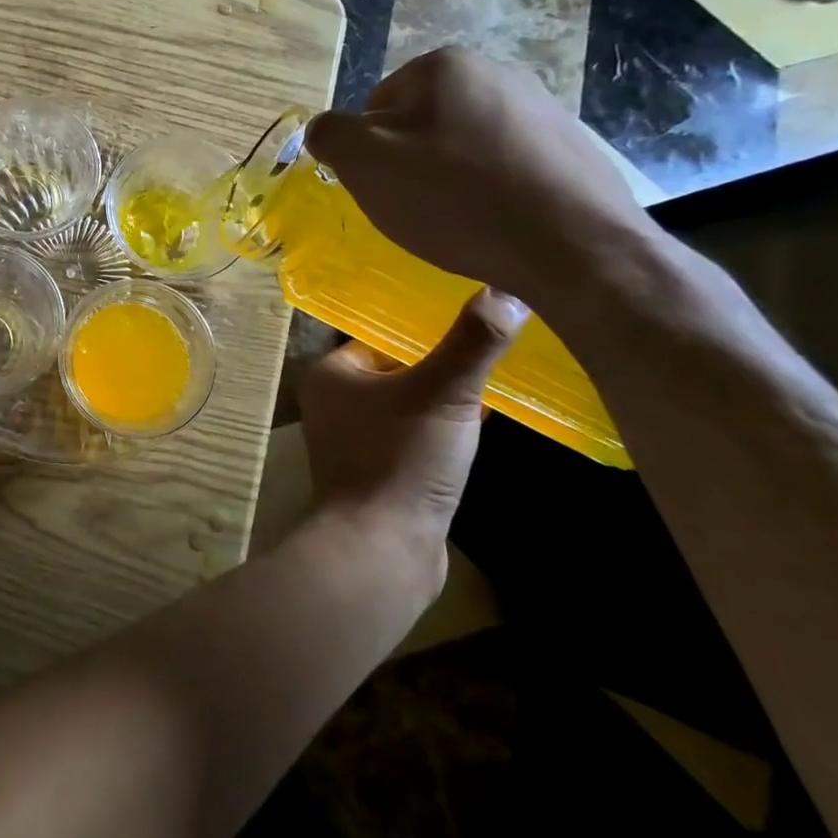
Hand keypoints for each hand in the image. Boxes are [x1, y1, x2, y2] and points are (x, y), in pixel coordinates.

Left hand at [300, 289, 526, 542]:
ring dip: (446, 401)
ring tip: (494, 384)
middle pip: (398, 370)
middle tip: (492, 352)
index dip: (426, 331)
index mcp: (332, 374)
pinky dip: (443, 432)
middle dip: (442, 367)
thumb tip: (505, 290)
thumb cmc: (402, 458)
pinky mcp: (377, 473)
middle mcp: (334, 403)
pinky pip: (414, 438)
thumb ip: (472, 343)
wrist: (383, 547)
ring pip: (409, 406)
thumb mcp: (443, 393)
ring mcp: (354, 441)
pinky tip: (481, 428)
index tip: (472, 323)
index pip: (382, 337)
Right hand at [303, 47, 655, 308]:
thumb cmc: (454, 197)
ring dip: (450, 178)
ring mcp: (543, 109)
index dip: (369, 151)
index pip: (375, 106)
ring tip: (458, 220)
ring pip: (464, 146)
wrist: (574, 246)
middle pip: (421, 124)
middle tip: (415, 207)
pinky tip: (495, 224)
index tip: (383, 187)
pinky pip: (507, 168)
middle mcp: (497, 73)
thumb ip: (330, 134)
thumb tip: (326, 129)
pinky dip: (491, 192)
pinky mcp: (572, 150)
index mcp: (444, 66)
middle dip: (410, 163)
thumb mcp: (364, 163)